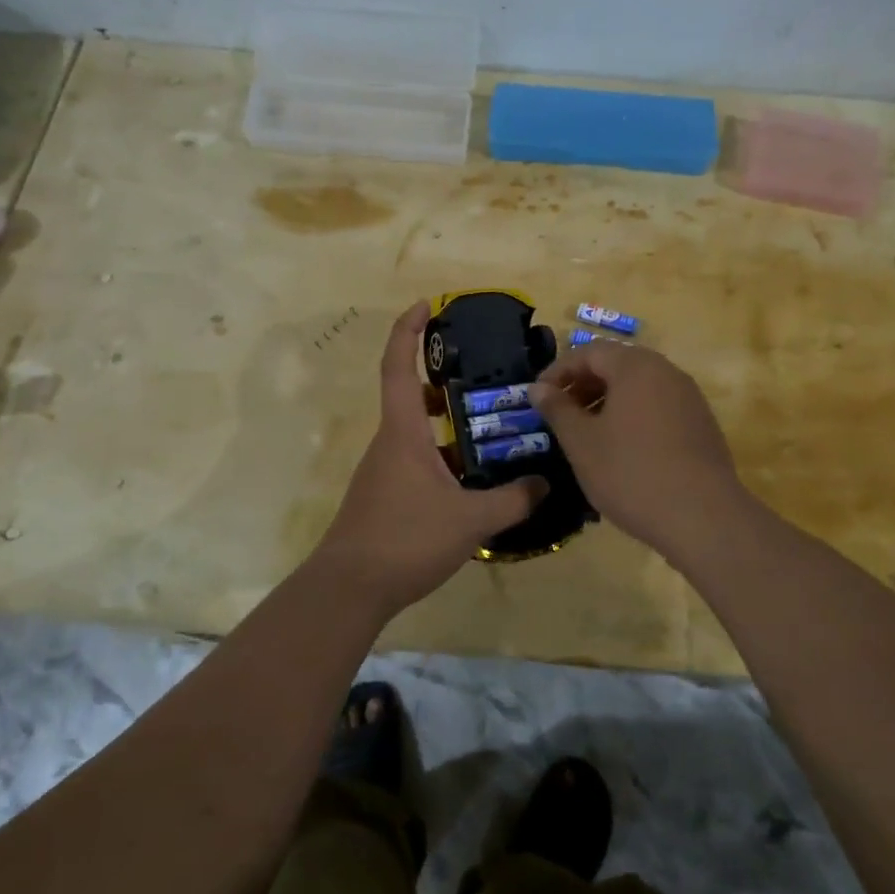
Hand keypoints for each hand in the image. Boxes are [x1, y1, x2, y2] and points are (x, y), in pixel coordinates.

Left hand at [311, 303, 544, 612]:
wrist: (349, 589)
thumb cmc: (405, 539)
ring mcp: (385, 469)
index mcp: (403, 432)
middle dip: (443, 379)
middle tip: (484, 374)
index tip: (426, 305)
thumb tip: (545, 484)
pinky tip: (474, 477)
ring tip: (492, 425)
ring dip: (447, 422)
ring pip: (418, 431)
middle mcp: (390, 442)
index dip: (408, 330)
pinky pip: (417, 459)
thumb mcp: (470, 520)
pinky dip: (444, 454)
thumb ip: (513, 500)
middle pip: (412, 395)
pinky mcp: (386, 494)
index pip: (399, 366)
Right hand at [529, 341, 748, 557]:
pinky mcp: (701, 423)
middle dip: (583, 384)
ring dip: (607, 400)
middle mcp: (666, 371)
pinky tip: (622, 448)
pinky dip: (633, 415)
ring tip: (587, 433)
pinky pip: (658, 406)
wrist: (703, 516)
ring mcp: (689, 397)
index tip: (538, 397)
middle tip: (560, 414)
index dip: (558, 371)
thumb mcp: (582, 443)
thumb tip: (538, 388)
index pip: (588, 351)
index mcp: (636, 366)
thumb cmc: (632, 473)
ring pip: (639, 386)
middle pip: (617, 364)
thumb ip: (557, 409)